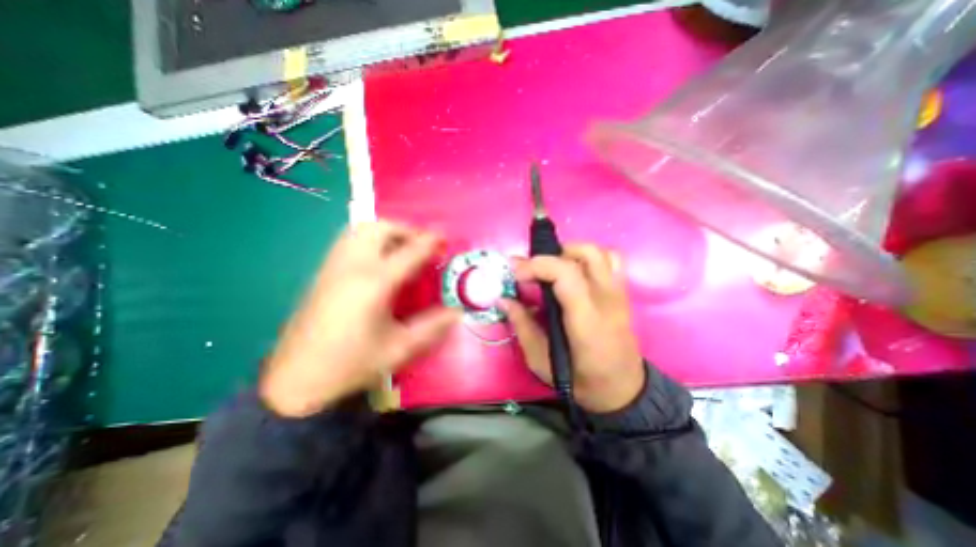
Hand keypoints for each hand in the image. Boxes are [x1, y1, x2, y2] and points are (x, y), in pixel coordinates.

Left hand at [256, 219, 460, 416]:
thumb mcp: (399, 349)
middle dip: (407, 230)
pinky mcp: (322, 273)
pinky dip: (369, 239)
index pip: (409, 252)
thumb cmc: (351, 364)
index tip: (445, 238)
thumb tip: (457, 312)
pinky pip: (348, 241)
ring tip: (402, 248)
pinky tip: (378, 259)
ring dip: (387, 231)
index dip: (430, 242)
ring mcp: (333, 267)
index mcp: (375, 284)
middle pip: (380, 229)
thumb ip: (432, 327)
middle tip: (422, 245)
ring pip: (360, 230)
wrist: (296, 380)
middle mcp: (352, 267)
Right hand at [504, 243, 646, 413]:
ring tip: (554, 270)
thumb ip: (522, 325)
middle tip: (533, 272)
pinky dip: (591, 258)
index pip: (566, 274)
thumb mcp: (541, 361)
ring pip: (599, 252)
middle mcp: (606, 300)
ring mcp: (619, 294)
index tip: (516, 273)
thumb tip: (504, 300)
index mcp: (586, 320)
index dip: (537, 265)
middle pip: (585, 254)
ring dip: (571, 253)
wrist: (622, 390)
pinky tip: (576, 273)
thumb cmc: (580, 380)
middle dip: (552, 256)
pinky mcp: (623, 294)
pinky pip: (612, 261)